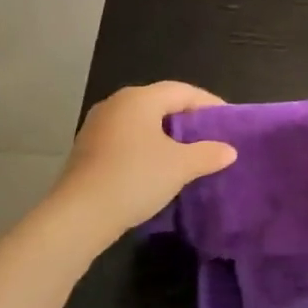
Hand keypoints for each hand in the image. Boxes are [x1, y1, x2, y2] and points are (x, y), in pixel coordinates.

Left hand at [51, 82, 237, 242]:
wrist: (79, 215)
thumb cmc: (135, 178)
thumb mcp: (180, 167)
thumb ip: (208, 154)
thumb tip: (229, 150)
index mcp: (140, 98)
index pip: (183, 91)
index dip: (209, 104)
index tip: (229, 121)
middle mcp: (117, 103)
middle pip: (160, 102)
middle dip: (187, 118)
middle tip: (211, 135)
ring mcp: (98, 125)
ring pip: (142, 121)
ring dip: (166, 133)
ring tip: (188, 152)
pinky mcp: (88, 148)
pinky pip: (127, 137)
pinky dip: (147, 146)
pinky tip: (157, 166)